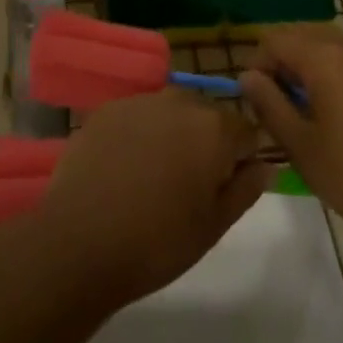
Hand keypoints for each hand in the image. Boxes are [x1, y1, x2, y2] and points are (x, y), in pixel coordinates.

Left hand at [35, 92, 269, 307]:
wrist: (79, 241)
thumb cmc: (157, 241)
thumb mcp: (214, 225)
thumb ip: (246, 188)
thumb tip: (264, 164)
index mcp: (214, 128)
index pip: (246, 132)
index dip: (239, 160)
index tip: (222, 189)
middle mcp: (180, 101)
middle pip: (207, 116)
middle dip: (205, 142)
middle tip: (186, 187)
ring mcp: (140, 101)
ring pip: (170, 113)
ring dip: (171, 135)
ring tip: (152, 178)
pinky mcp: (107, 109)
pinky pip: (137, 116)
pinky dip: (138, 135)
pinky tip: (123, 169)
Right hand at [240, 25, 342, 243]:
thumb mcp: (300, 145)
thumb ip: (269, 104)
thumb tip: (248, 77)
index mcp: (324, 58)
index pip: (275, 40)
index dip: (258, 64)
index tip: (257, 100)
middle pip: (303, 35)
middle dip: (283, 61)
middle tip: (278, 103)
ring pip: (331, 45)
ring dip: (310, 65)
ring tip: (307, 109)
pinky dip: (338, 72)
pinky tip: (341, 113)